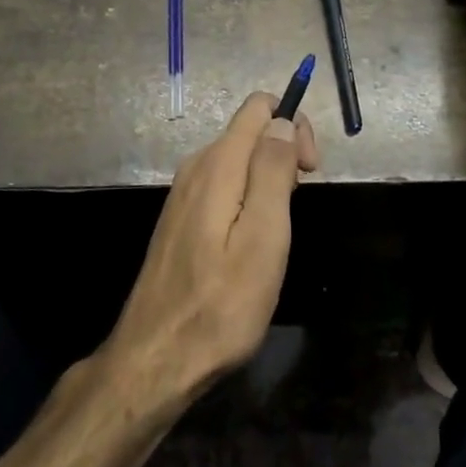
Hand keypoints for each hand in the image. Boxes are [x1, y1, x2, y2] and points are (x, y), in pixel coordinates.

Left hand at [103, 93, 318, 409]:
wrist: (156, 358)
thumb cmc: (220, 305)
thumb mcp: (263, 239)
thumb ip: (273, 172)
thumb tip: (283, 122)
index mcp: (218, 165)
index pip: (258, 108)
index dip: (293, 126)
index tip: (309, 171)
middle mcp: (196, 167)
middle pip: (249, 130)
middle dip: (283, 153)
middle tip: (296, 208)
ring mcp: (184, 193)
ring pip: (238, 159)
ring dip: (267, 179)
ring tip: (275, 233)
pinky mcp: (180, 217)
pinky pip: (224, 184)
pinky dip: (247, 197)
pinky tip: (250, 242)